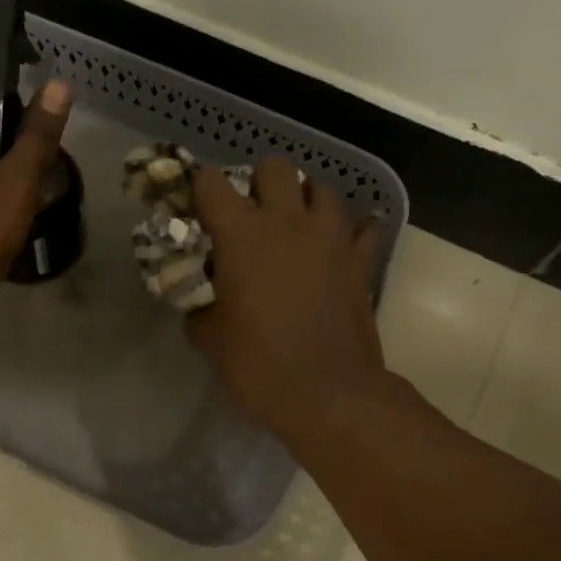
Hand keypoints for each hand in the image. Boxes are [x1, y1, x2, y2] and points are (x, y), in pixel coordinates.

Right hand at [187, 155, 387, 441]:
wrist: (327, 394)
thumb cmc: (258, 364)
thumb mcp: (211, 338)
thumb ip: (199, 308)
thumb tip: (200, 304)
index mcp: (242, 234)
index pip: (211, 182)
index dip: (200, 189)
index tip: (198, 210)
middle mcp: (288, 221)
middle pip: (274, 167)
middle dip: (259, 184)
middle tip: (252, 217)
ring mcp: (332, 237)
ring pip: (322, 187)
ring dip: (305, 200)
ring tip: (296, 227)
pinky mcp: (362, 260)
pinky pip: (363, 226)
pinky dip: (351, 231)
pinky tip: (339, 248)